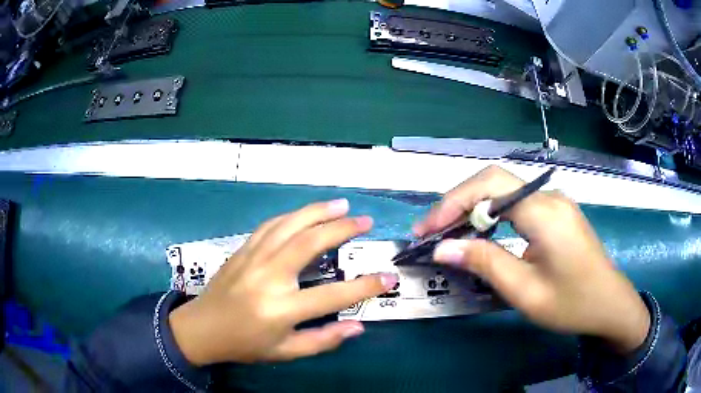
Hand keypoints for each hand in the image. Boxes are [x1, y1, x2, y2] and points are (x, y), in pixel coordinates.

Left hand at [169, 199, 397, 364]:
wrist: (202, 328)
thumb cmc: (245, 344)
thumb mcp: (285, 351)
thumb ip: (323, 340)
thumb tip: (358, 326)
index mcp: (281, 309)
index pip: (333, 296)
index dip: (365, 286)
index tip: (389, 277)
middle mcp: (268, 277)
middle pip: (309, 243)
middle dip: (342, 229)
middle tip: (365, 221)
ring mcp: (253, 258)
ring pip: (289, 225)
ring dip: (318, 212)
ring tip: (342, 204)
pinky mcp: (243, 250)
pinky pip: (271, 226)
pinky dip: (293, 216)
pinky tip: (306, 213)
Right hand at [415, 166, 649, 352]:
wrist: (610, 304)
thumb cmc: (572, 304)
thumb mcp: (525, 291)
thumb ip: (485, 263)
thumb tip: (443, 248)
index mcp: (545, 212)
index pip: (490, 185)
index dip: (452, 202)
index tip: (427, 230)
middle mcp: (549, 197)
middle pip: (494, 182)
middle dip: (457, 203)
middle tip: (432, 233)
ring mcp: (555, 202)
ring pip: (504, 192)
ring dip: (473, 209)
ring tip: (450, 235)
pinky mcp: (556, 213)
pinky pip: (517, 204)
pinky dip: (492, 216)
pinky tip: (482, 235)